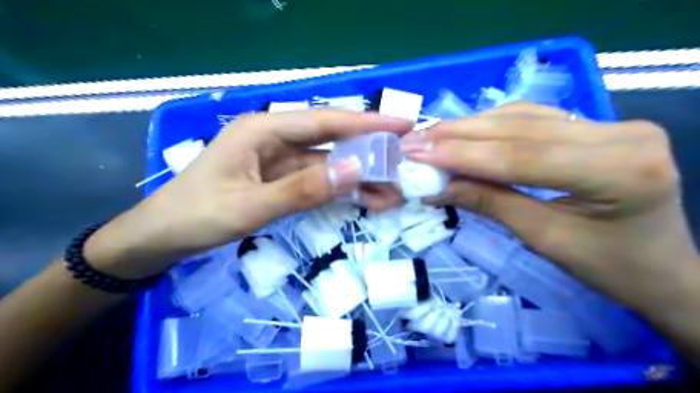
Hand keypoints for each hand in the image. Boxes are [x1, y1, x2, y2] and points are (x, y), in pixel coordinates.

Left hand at [84, 108, 411, 277]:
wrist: (162, 238)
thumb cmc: (196, 216)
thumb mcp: (249, 206)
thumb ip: (302, 189)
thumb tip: (355, 169)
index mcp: (264, 130)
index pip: (325, 121)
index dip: (366, 122)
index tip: (402, 125)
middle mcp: (276, 140)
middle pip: (332, 140)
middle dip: (369, 152)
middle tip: (404, 163)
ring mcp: (281, 162)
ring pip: (329, 165)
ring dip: (359, 178)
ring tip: (392, 192)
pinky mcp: (282, 181)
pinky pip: (319, 182)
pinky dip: (342, 191)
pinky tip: (365, 200)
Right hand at [402, 102, 695, 314]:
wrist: (663, 270)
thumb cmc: (611, 268)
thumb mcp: (545, 239)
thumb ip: (491, 203)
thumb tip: (438, 187)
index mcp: (619, 169)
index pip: (521, 155)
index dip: (463, 155)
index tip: (418, 153)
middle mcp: (620, 133)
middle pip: (520, 129)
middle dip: (459, 135)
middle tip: (415, 140)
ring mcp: (611, 123)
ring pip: (523, 117)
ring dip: (471, 127)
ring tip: (431, 136)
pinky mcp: (597, 126)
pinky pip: (533, 119)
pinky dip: (493, 125)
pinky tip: (465, 131)